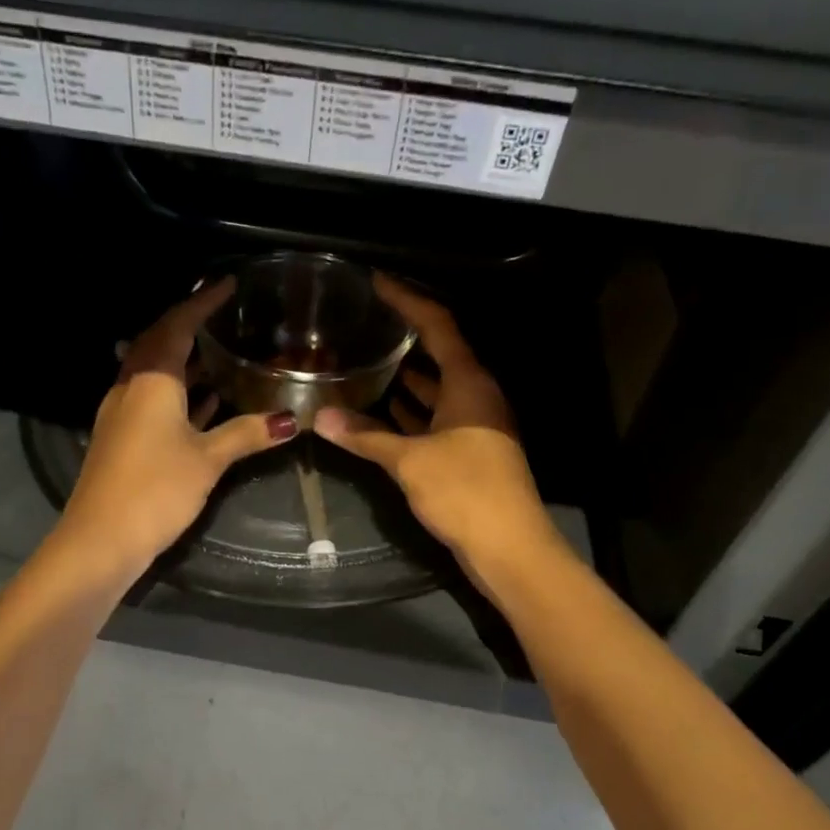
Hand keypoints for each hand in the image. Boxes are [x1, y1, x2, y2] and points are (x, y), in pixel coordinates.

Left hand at [57, 278, 298, 577]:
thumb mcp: (207, 459)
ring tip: (218, 353)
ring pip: (154, 373)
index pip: (177, 326)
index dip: (201, 303)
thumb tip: (289, 420)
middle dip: (188, 325)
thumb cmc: (155, 489)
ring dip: (183, 360)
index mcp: (151, 380)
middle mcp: (130, 387)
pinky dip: (178, 393)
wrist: (100, 539)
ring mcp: (121, 413)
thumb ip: (246, 434)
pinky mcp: (121, 438)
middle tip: (220, 313)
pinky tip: (203, 402)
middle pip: (159, 343)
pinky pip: (152, 399)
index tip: (225, 284)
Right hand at [313, 275, 564, 583]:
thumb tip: (320, 418)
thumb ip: (365, 436)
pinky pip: (436, 418)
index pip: (439, 325)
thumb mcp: (410, 461)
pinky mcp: (469, 452)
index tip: (377, 283)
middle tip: (365, 324)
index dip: (408, 300)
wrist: (509, 546)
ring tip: (367, 361)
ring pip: (437, 389)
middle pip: (440, 353)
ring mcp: (475, 425)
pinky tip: (385, 411)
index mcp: (469, 383)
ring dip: (407, 376)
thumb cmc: (464, 491)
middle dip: (405, 336)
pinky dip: (412, 412)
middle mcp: (476, 396)